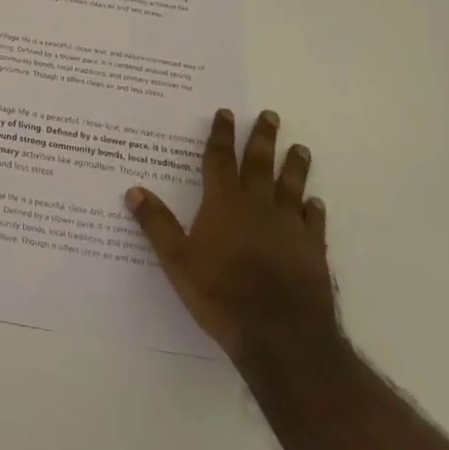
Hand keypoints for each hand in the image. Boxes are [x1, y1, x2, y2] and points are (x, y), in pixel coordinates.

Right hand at [126, 109, 337, 367]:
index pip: (219, 159)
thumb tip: (133, 190)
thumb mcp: (177, 260)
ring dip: (294, 167)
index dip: (221, 135)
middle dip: (262, 138)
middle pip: (259, 164)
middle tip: (271, 115)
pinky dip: (313, 210)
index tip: (227, 113)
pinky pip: (313, 223)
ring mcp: (289, 228)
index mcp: (224, 203)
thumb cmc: (222, 294)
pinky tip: (315, 203)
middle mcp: (257, 206)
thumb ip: (156, 224)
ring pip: (291, 187)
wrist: (282, 336)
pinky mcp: (312, 252)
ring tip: (300, 149)